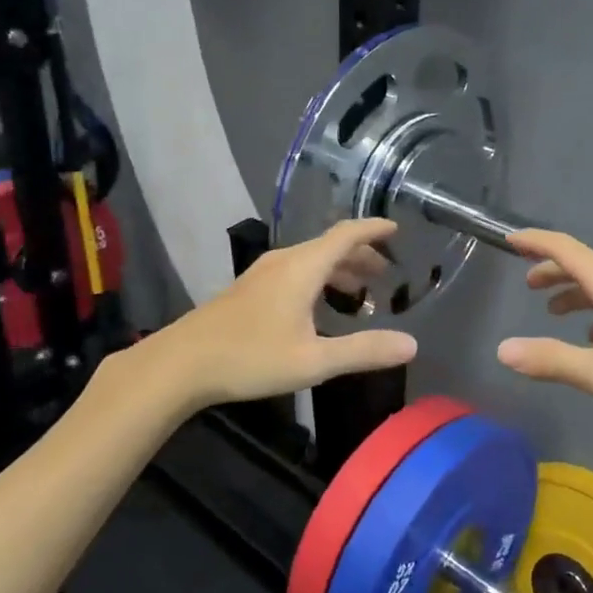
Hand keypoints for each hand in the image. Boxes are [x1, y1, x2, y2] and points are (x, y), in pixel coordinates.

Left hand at [157, 219, 416, 407]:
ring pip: (311, 260)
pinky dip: (319, 279)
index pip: (346, 234)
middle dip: (361, 255)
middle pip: (330, 246)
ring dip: (339, 269)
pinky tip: (319, 306)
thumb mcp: (314, 360)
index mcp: (303, 267)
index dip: (373, 229)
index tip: (397, 230)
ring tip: (360, 292)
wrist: (181, 363)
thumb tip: (412, 345)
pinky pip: (296, 271)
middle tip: (386, 274)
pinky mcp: (249, 289)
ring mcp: (263, 273)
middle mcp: (284, 261)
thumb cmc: (250, 357)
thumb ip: (363, 351)